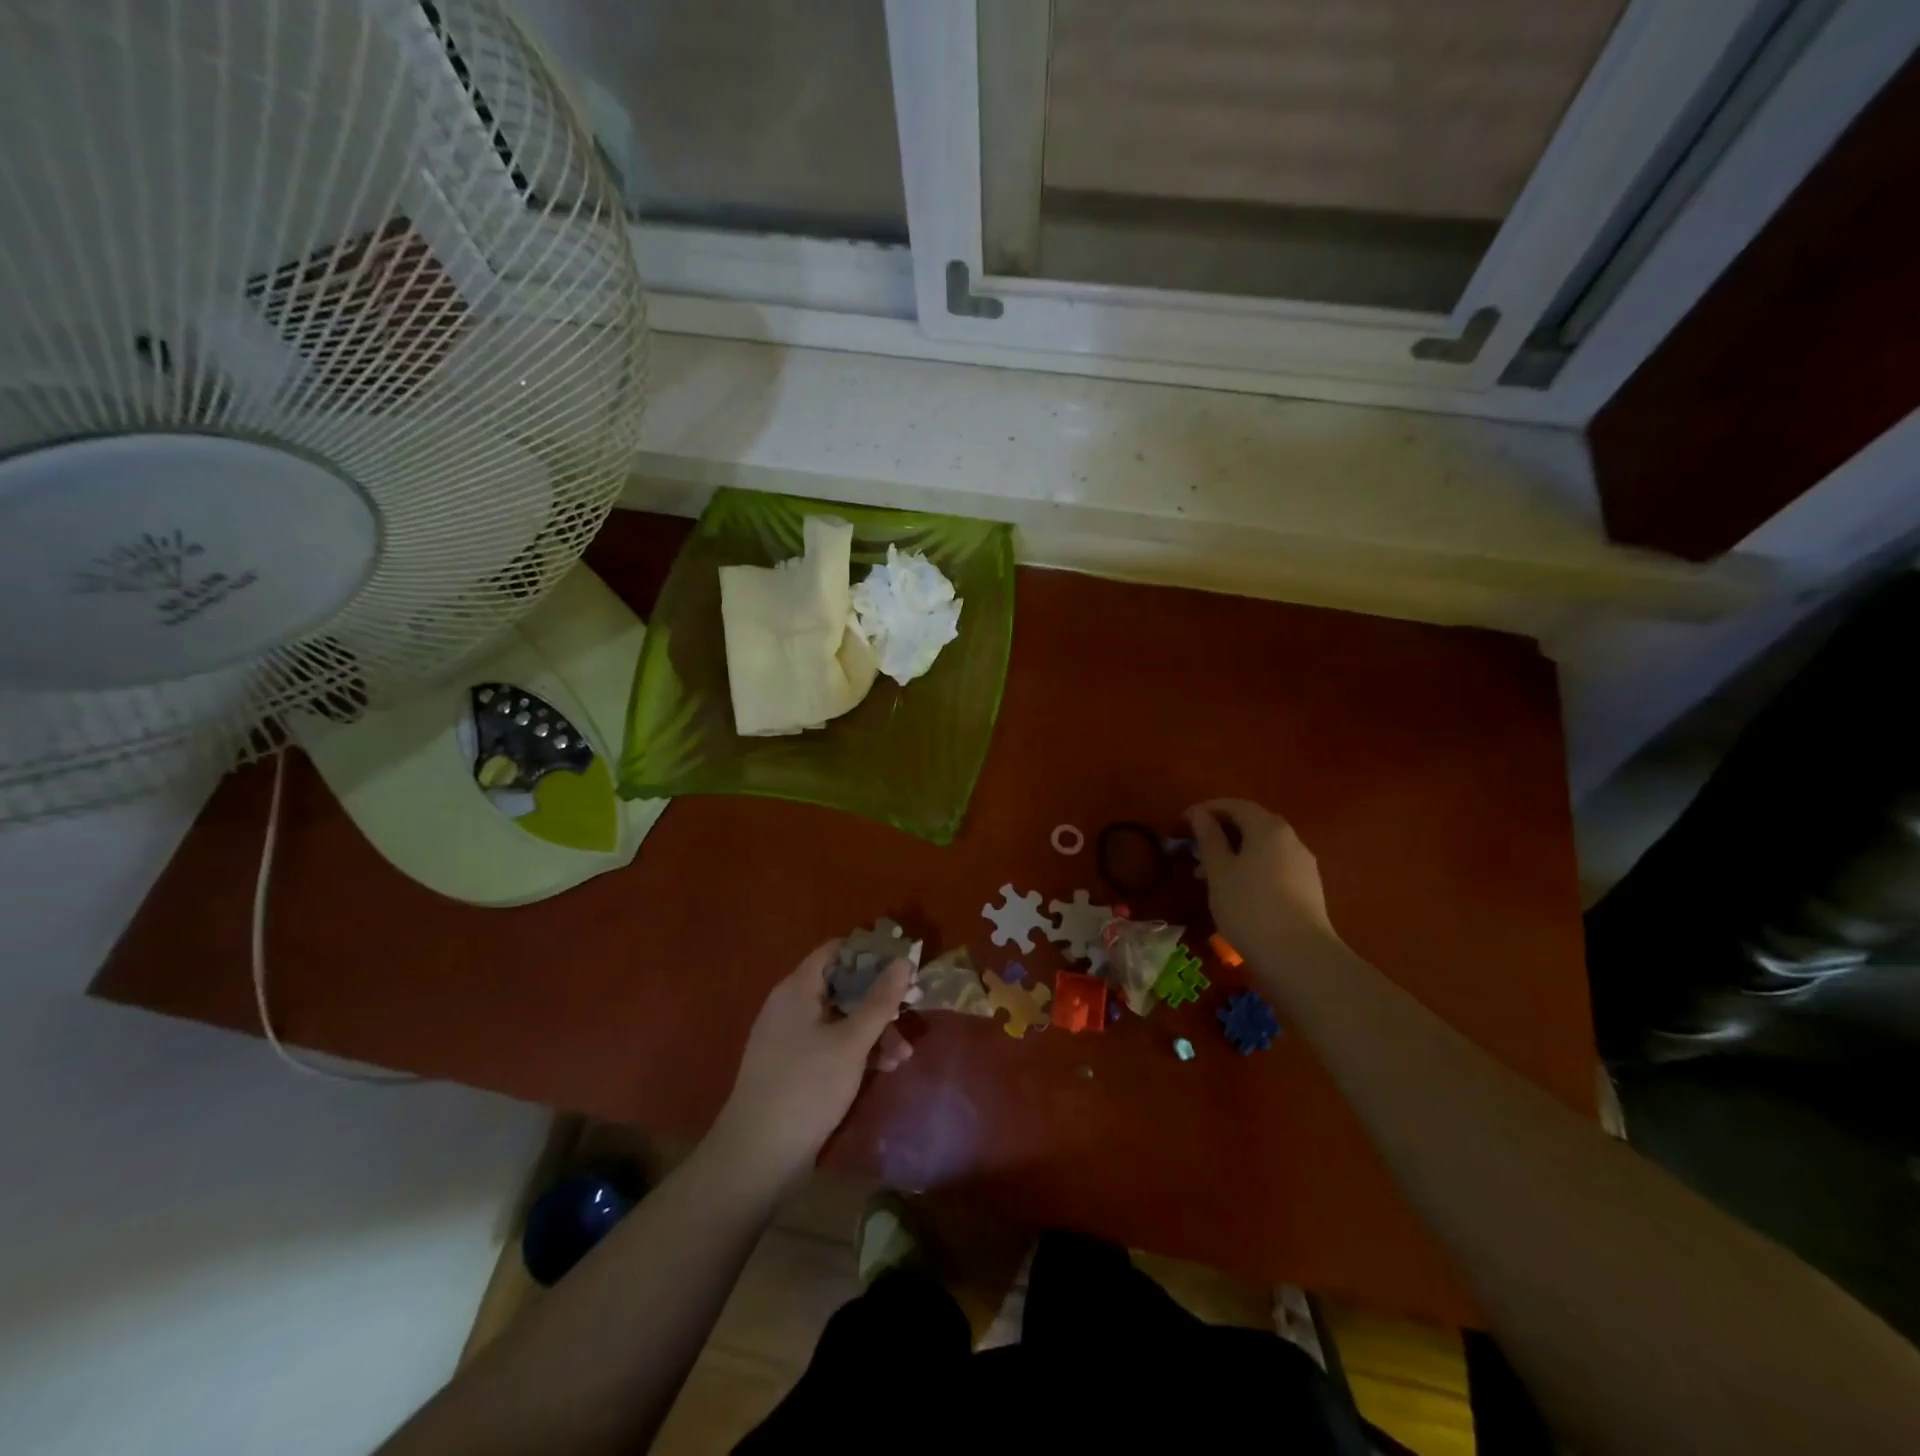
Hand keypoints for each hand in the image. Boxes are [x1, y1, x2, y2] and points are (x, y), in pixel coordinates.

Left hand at [710, 941, 913, 1184]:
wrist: (757, 1156)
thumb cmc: (807, 1087)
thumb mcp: (852, 1042)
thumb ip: (880, 1000)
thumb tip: (903, 961)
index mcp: (798, 988)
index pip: (836, 950)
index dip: (870, 953)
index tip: (902, 965)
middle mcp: (791, 1005)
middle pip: (842, 986)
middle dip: (879, 1000)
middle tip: (911, 1011)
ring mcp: (790, 1037)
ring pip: (840, 1018)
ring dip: (874, 1030)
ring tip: (904, 1055)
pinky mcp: (793, 1066)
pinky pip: (831, 1043)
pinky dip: (856, 1050)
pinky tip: (884, 1069)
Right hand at [1187, 798, 1338, 962]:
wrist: (1298, 957)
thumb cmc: (1249, 906)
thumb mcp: (1219, 870)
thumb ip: (1208, 837)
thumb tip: (1199, 814)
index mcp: (1268, 828)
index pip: (1235, 805)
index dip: (1206, 810)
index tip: (1181, 823)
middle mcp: (1291, 839)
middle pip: (1251, 824)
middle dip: (1220, 832)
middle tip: (1193, 849)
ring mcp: (1303, 865)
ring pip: (1262, 848)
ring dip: (1233, 853)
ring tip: (1207, 876)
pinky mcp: (1307, 889)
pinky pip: (1273, 867)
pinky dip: (1250, 869)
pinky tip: (1235, 892)